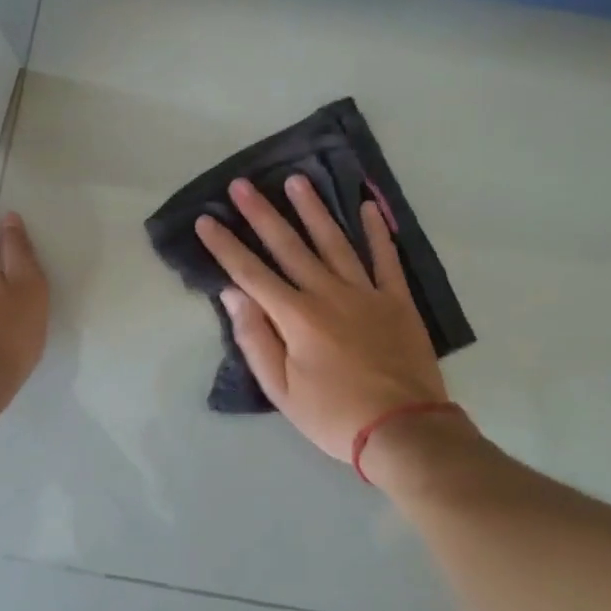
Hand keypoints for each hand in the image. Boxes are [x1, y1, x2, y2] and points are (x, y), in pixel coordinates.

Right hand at [195, 174, 448, 460]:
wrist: (403, 430)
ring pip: (334, 241)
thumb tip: (233, 295)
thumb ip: (256, 339)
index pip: (250, 273)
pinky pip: (385, 258)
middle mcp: (327, 293)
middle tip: (242, 184)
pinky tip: (365, 207)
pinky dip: (376, 232)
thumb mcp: (282, 390)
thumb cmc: (333, 415)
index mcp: (296, 317)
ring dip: (313, 209)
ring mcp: (365, 292)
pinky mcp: (397, 300)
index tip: (206, 219)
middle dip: (261, 214)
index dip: (225, 246)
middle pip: (288, 246)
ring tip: (296, 180)